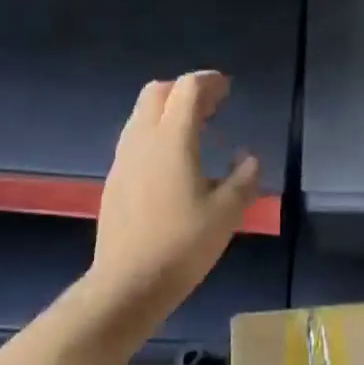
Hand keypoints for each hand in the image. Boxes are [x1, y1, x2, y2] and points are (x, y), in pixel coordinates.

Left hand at [88, 72, 260, 334]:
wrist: (128, 283)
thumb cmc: (183, 245)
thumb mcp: (227, 212)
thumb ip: (244, 178)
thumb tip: (248, 157)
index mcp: (172, 139)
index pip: (188, 89)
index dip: (209, 82)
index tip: (227, 89)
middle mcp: (142, 139)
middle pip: (158, 92)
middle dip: (186, 90)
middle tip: (213, 106)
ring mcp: (123, 158)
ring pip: (143, 114)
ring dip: (169, 110)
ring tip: (197, 130)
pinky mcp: (115, 178)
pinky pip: (136, 138)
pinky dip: (157, 132)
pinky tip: (175, 160)